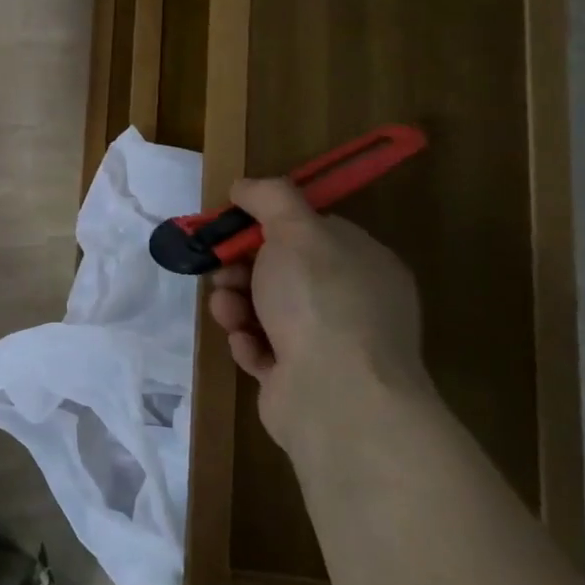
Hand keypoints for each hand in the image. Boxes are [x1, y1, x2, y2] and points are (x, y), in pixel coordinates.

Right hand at [205, 178, 430, 454]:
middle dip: (241, 269)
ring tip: (228, 313)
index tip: (232, 228)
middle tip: (222, 273)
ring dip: (236, 305)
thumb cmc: (320, 302)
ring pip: (264, 309)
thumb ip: (270, 198)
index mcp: (363, 262)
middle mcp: (352, 301)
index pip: (311, 231)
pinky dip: (248, 343)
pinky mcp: (301, 378)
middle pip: (281, 271)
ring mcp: (329, 343)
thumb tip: (244, 187)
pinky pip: (263, 348)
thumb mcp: (295, 231)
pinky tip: (246, 345)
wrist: (336, 397)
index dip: (266, 226)